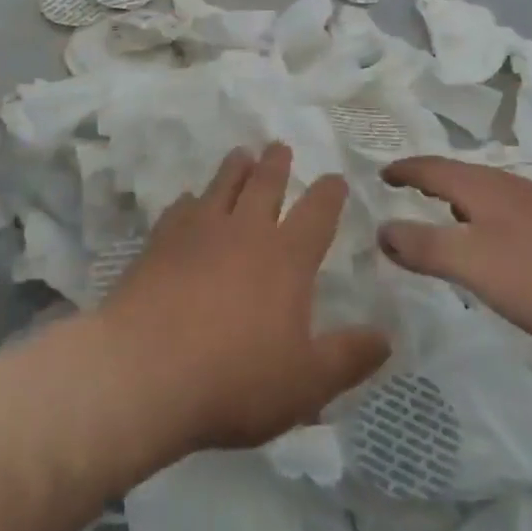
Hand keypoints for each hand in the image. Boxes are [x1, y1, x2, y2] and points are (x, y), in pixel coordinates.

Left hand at [98, 144, 390, 455]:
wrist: (144, 370)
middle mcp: (246, 230)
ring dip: (235, 167)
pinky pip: (180, 209)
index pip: (316, 213)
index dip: (329, 194)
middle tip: (280, 146)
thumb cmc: (234, 380)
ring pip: (223, 185)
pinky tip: (187, 200)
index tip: (335, 178)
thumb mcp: (305, 384)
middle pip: (265, 184)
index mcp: (286, 258)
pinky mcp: (161, 241)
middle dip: (277, 163)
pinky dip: (190, 201)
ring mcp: (199, 230)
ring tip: (242, 154)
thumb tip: (386, 336)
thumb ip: (347, 358)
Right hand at [378, 157, 531, 353]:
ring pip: (483, 195)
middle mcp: (506, 185)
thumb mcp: (471, 262)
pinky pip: (504, 214)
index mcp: (480, 185)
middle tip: (403, 193)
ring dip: (457, 202)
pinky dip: (482, 221)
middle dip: (429, 182)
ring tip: (440, 218)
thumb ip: (424, 246)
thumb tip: (381, 228)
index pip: (431, 167)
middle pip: (458, 176)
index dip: (403, 170)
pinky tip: (491, 246)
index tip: (379, 174)